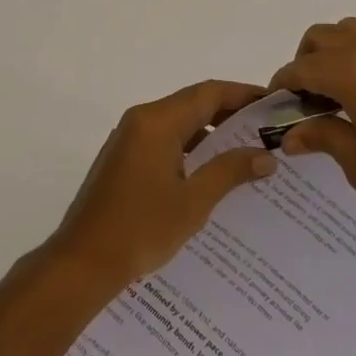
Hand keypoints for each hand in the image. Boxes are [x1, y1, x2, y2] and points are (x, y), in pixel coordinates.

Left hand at [46, 81, 277, 292]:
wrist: (82, 262)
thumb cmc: (141, 228)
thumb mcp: (193, 202)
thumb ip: (229, 171)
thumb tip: (265, 155)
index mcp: (157, 121)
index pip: (208, 93)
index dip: (242, 94)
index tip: (272, 104)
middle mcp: (141, 120)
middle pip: (193, 104)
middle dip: (230, 114)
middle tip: (266, 129)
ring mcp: (129, 139)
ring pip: (179, 124)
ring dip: (210, 133)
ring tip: (247, 152)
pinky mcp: (124, 160)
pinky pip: (165, 141)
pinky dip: (190, 149)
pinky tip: (211, 174)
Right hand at [269, 17, 355, 228]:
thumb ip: (323, 139)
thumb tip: (293, 135)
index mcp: (353, 72)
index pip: (301, 67)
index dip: (282, 84)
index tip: (276, 105)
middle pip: (323, 36)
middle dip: (306, 61)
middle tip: (308, 99)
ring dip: (337, 54)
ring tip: (342, 94)